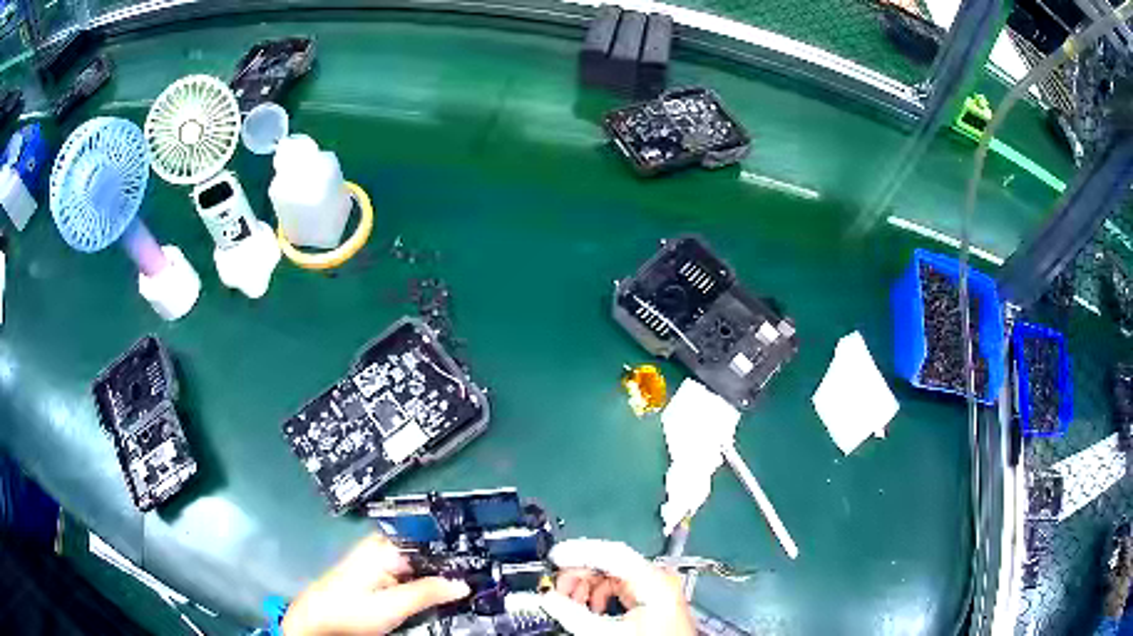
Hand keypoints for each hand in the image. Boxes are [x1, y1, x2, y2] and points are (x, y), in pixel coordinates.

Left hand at [282, 534, 469, 635]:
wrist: (318, 621)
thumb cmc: (351, 610)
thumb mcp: (393, 606)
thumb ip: (428, 592)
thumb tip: (464, 583)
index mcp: (385, 546)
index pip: (430, 540)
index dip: (457, 550)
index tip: (483, 562)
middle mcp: (383, 547)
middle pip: (427, 552)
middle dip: (451, 566)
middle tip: (481, 580)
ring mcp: (379, 560)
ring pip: (420, 565)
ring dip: (439, 577)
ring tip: (469, 588)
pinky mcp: (378, 574)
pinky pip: (410, 574)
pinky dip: (426, 584)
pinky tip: (442, 595)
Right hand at [539, 539, 695, 635]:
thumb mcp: (607, 632)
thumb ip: (575, 614)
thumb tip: (549, 599)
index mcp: (654, 580)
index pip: (612, 553)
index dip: (580, 552)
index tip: (555, 556)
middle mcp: (659, 578)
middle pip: (611, 563)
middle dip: (580, 573)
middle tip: (557, 586)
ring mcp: (658, 588)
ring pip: (614, 575)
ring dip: (588, 586)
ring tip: (571, 601)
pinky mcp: (653, 599)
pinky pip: (622, 588)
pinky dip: (601, 595)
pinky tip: (590, 609)